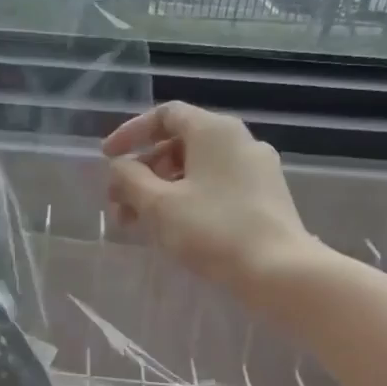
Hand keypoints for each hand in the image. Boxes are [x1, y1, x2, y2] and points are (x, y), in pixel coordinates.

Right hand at [103, 103, 313, 297]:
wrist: (278, 270)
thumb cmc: (213, 230)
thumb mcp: (159, 205)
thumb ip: (130, 179)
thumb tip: (120, 166)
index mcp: (215, 130)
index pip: (165, 115)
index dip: (131, 133)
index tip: (107, 158)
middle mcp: (239, 141)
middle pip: (179, 144)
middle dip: (143, 172)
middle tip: (119, 203)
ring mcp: (257, 170)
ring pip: (197, 169)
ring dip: (161, 190)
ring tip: (139, 224)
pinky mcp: (265, 198)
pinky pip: (216, 187)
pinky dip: (187, 200)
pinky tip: (172, 230)